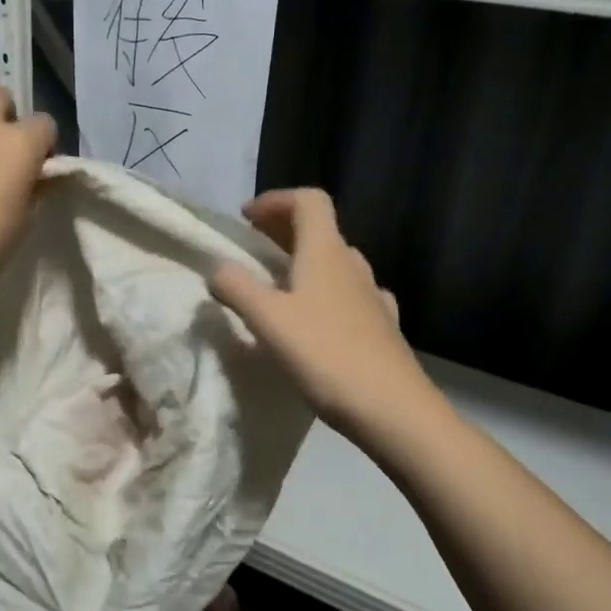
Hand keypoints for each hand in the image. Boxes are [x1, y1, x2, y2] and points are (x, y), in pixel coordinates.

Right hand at [210, 189, 431, 433]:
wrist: (393, 409)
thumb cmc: (326, 355)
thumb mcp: (268, 320)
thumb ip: (236, 288)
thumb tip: (217, 269)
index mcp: (325, 252)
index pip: (307, 201)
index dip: (275, 201)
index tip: (246, 218)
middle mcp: (352, 265)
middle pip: (320, 229)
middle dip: (284, 229)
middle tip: (253, 246)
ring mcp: (372, 296)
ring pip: (336, 263)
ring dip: (306, 261)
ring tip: (279, 283)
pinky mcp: (382, 326)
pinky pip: (350, 295)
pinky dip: (327, 293)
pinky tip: (319, 318)